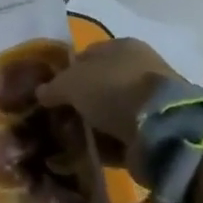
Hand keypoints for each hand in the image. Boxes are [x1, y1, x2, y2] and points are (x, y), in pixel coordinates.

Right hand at [33, 38, 173, 166]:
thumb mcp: (72, 82)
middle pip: (99, 85)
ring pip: (109, 112)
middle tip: (59, 118)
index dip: (67, 72)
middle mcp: (138, 69)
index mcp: (122, 47)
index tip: (50, 92)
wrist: (162, 129)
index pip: (87, 55)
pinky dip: (106, 146)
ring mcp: (149, 102)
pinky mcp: (156, 131)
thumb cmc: (113, 89)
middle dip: (79, 102)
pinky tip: (87, 155)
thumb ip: (53, 86)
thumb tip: (41, 92)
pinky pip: (122, 137)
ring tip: (69, 141)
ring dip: (92, 126)